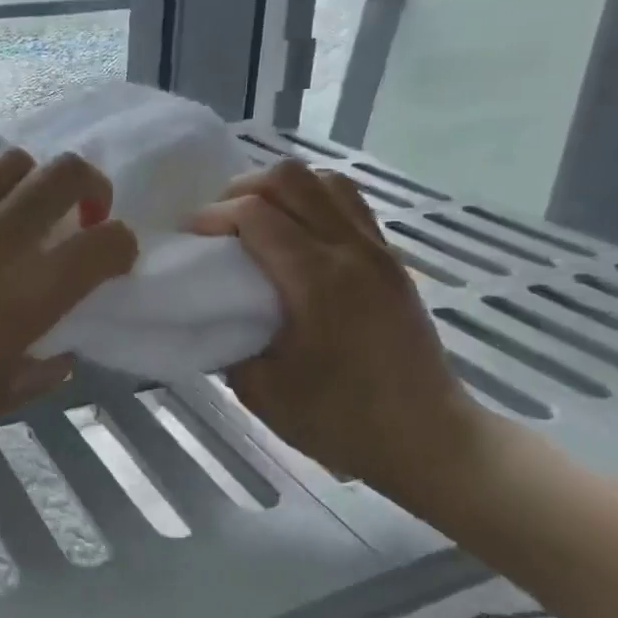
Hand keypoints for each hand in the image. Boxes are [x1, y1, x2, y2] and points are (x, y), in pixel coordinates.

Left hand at [0, 149, 138, 467]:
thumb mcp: (2, 396)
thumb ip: (47, 370)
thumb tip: (64, 349)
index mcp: (28, 293)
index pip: (106, 242)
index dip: (122, 244)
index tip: (112, 258)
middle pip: (66, 174)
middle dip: (91, 187)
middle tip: (80, 213)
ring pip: (11, 161)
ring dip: (30, 183)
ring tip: (17, 213)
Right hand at [192, 160, 488, 495]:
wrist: (429, 438)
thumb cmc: (342, 420)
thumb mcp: (263, 391)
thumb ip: (227, 343)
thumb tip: (210, 315)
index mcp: (317, 280)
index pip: (255, 213)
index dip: (212, 215)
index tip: (189, 238)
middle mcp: (350, 251)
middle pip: (291, 178)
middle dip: (242, 189)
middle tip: (219, 223)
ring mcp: (376, 251)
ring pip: (325, 181)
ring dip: (282, 190)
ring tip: (256, 220)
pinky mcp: (390, 261)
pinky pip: (347, 204)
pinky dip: (312, 201)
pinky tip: (293, 235)